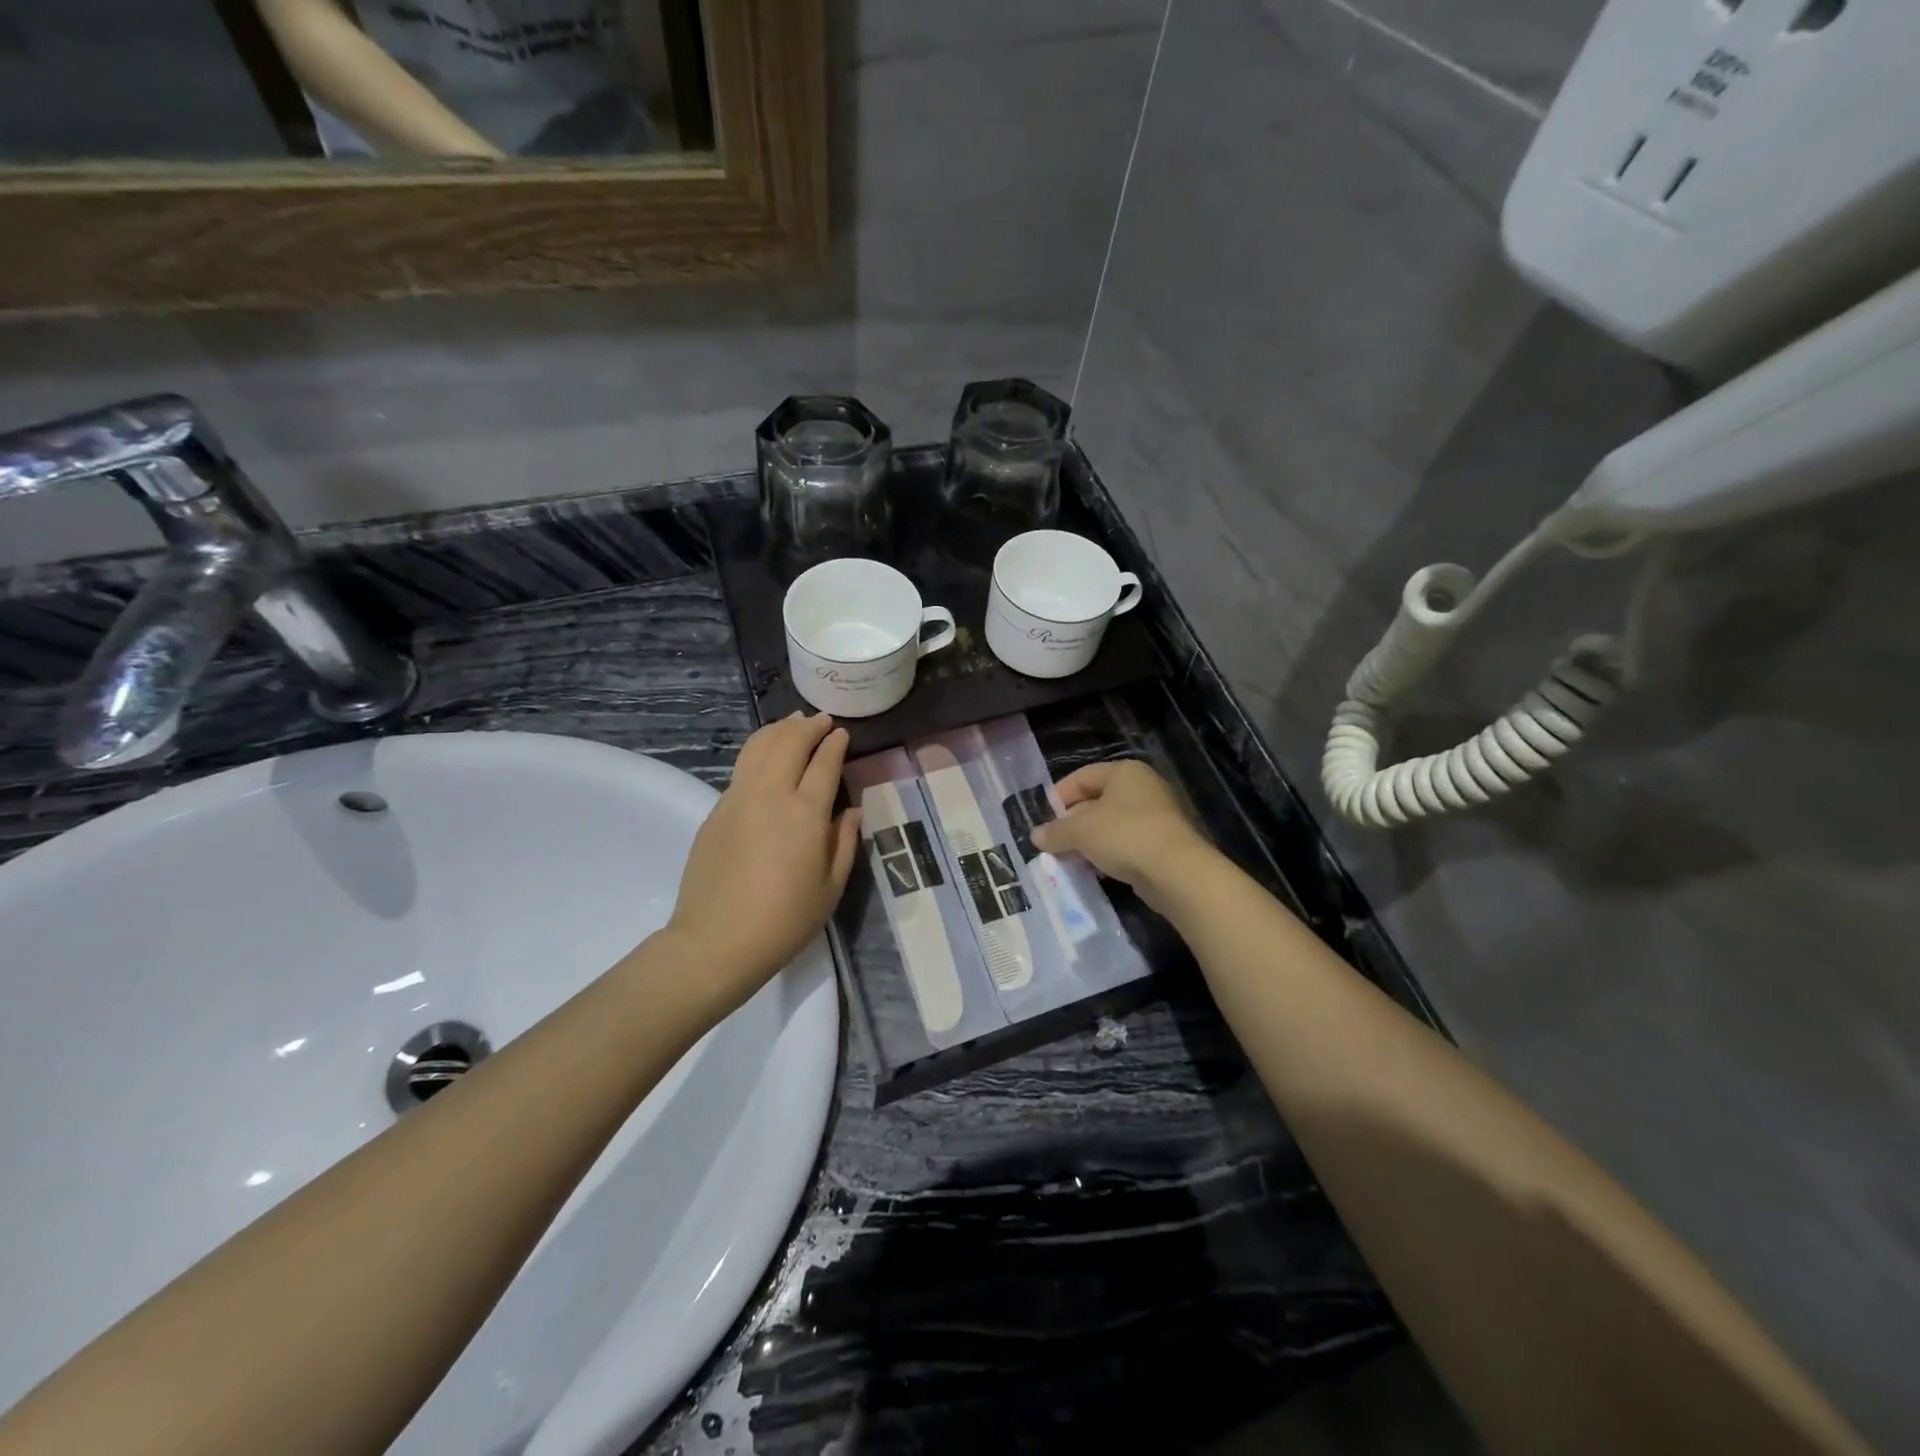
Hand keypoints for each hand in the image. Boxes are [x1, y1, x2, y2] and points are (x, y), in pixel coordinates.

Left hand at [666, 714, 861, 1012]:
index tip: (842, 733)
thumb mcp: (830, 888)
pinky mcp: (715, 811)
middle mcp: (771, 794)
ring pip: (758, 747)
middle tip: (821, 721)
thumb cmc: (784, 921)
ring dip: (779, 730)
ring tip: (792, 724)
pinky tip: (766, 758)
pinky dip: (759, 752)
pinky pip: (741, 769)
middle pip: (789, 743)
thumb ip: (845, 843)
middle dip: (807, 727)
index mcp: (805, 813)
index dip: (834, 745)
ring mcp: (738, 799)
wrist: (716, 940)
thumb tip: (852, 811)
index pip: (823, 763)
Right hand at [1030, 759, 1212, 905]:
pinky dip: (1109, 854)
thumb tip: (1036, 836)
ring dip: (1089, 842)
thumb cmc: (1124, 835)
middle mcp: (1143, 788)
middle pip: (1097, 801)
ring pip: (1112, 825)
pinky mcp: (1163, 844)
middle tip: (1054, 842)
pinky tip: (1095, 871)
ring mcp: (1157, 816)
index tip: (1043, 819)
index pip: (1083, 776)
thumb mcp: (1080, 831)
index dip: (1059, 796)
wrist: (1176, 871)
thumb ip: (1056, 831)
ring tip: (1070, 860)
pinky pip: (1127, 844)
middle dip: (1073, 822)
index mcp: (1124, 772)